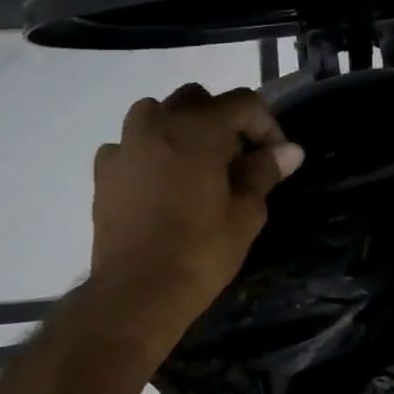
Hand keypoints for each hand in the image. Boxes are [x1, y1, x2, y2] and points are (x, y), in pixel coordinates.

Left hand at [89, 84, 303, 327]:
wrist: (138, 292)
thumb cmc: (201, 251)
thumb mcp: (246, 213)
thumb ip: (264, 171)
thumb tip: (290, 150)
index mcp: (199, 128)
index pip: (243, 103)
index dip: (266, 126)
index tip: (275, 158)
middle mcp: (158, 123)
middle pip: (198, 100)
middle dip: (223, 122)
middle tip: (238, 160)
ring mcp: (125, 144)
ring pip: (158, 114)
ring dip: (183, 129)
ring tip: (198, 166)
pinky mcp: (104, 170)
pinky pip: (132, 145)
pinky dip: (151, 153)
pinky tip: (161, 184)